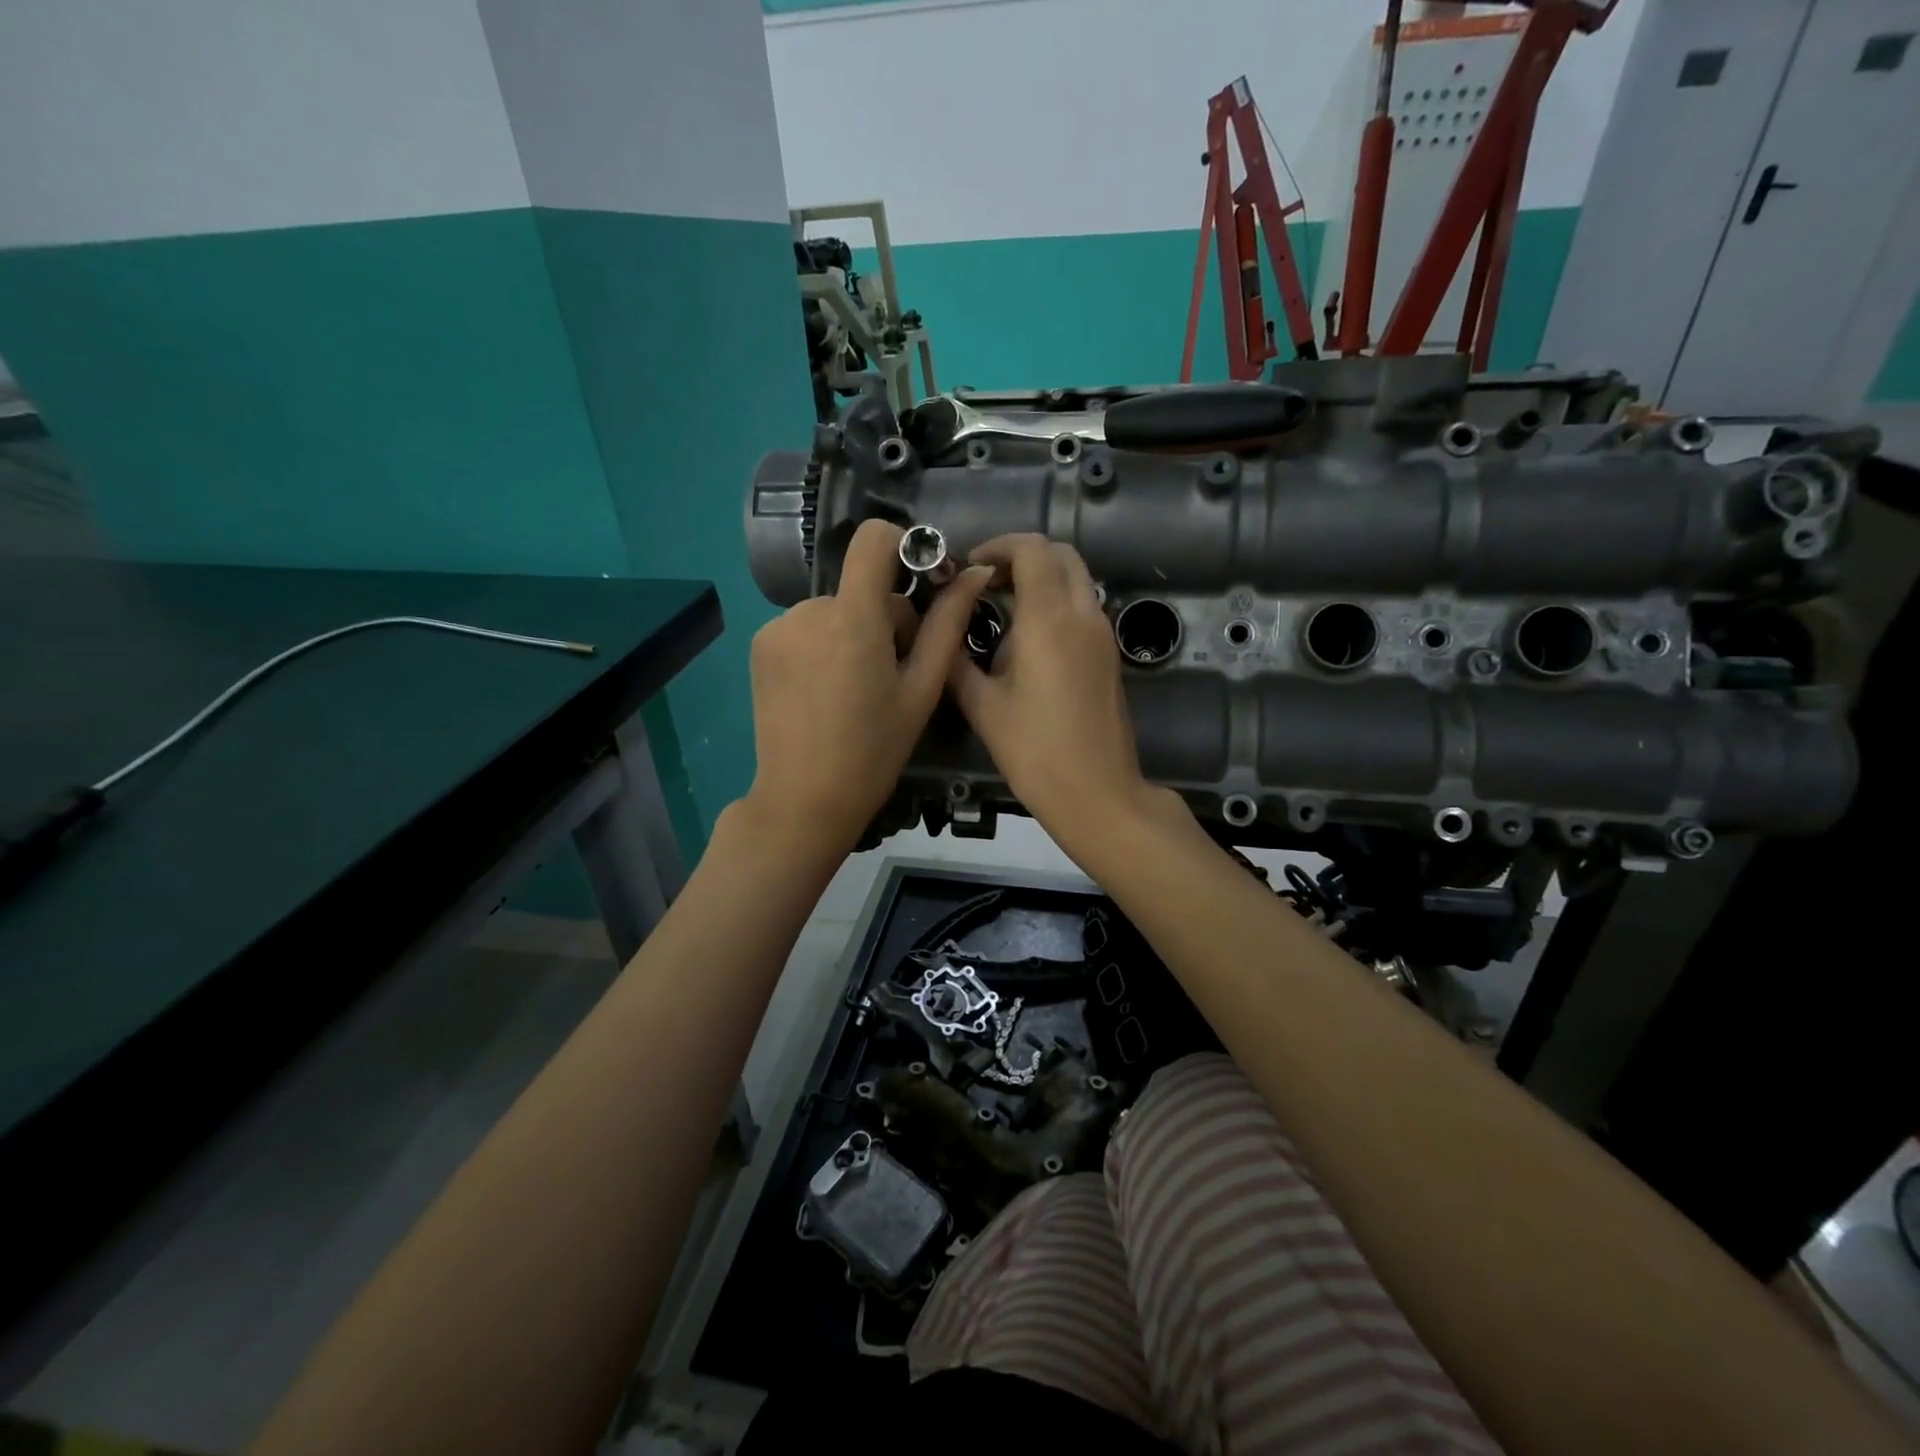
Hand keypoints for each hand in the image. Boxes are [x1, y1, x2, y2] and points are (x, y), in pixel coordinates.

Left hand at [743, 519, 990, 856]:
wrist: (804, 799)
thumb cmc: (874, 751)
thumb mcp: (922, 690)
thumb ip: (947, 624)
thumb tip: (975, 573)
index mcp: (853, 619)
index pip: (873, 538)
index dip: (903, 546)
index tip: (920, 583)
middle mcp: (808, 610)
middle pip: (861, 587)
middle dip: (886, 617)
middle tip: (894, 672)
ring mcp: (777, 627)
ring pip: (834, 610)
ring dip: (853, 633)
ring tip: (857, 687)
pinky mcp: (761, 646)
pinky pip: (805, 627)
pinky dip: (823, 646)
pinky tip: (826, 690)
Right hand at [948, 534, 1178, 856]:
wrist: (1098, 793)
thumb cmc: (1035, 751)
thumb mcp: (983, 706)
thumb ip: (958, 661)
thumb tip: (942, 634)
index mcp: (1050, 618)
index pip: (1031, 549)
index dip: (998, 547)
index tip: (970, 568)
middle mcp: (1084, 614)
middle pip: (1061, 554)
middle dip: (1022, 556)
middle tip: (985, 582)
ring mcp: (1103, 634)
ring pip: (1077, 579)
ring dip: (1041, 578)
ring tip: (1002, 607)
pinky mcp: (1110, 655)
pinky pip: (1084, 606)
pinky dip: (1057, 601)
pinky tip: (1027, 638)